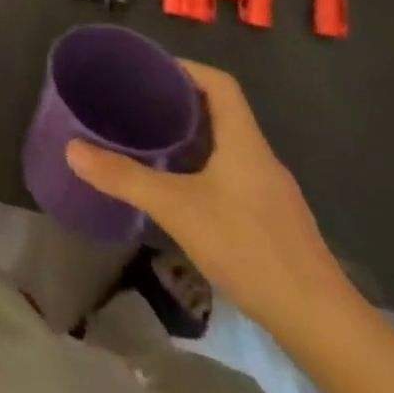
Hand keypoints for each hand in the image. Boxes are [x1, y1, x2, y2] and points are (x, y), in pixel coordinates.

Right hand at [65, 61, 346, 331]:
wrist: (321, 323)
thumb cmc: (250, 247)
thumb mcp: (177, 208)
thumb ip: (125, 178)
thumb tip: (72, 149)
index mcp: (243, 139)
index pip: (219, 83)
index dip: (186, 68)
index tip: (150, 71)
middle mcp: (260, 156)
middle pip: (222, 111)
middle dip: (181, 103)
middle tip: (139, 105)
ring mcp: (271, 191)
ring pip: (228, 146)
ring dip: (193, 138)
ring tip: (152, 142)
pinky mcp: (274, 221)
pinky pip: (234, 175)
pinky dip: (206, 169)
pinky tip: (183, 192)